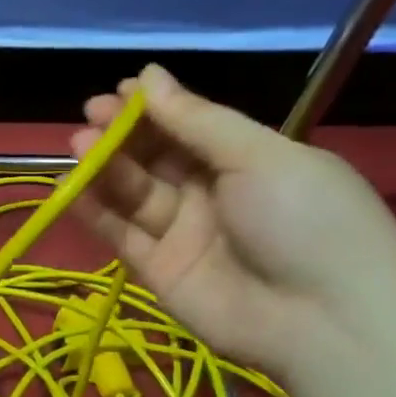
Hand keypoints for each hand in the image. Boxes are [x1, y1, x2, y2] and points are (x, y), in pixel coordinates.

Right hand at [70, 65, 395, 376]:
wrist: (324, 321)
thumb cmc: (306, 220)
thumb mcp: (260, 156)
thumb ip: (197, 120)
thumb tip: (148, 75)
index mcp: (247, 161)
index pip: (189, 127)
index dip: (154, 108)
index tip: (118, 90)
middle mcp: (211, 194)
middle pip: (155, 158)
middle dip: (122, 134)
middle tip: (90, 114)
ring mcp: (182, 234)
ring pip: (133, 192)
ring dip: (104, 166)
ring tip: (78, 143)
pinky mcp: (156, 270)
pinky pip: (120, 233)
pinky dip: (94, 210)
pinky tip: (71, 186)